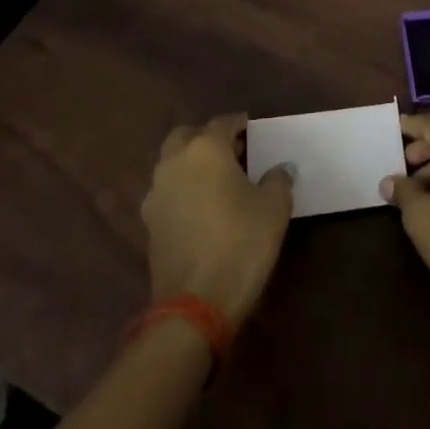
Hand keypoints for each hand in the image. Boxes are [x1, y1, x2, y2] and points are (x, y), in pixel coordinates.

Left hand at [142, 113, 293, 328]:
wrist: (195, 305)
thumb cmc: (241, 243)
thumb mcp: (274, 208)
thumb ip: (278, 180)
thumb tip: (280, 168)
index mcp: (205, 149)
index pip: (223, 123)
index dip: (239, 124)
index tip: (253, 130)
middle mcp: (175, 163)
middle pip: (187, 136)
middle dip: (206, 138)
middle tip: (231, 151)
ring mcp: (157, 194)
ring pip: (172, 164)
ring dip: (191, 164)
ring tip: (218, 180)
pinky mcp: (149, 224)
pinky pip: (168, 192)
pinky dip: (183, 190)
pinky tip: (203, 207)